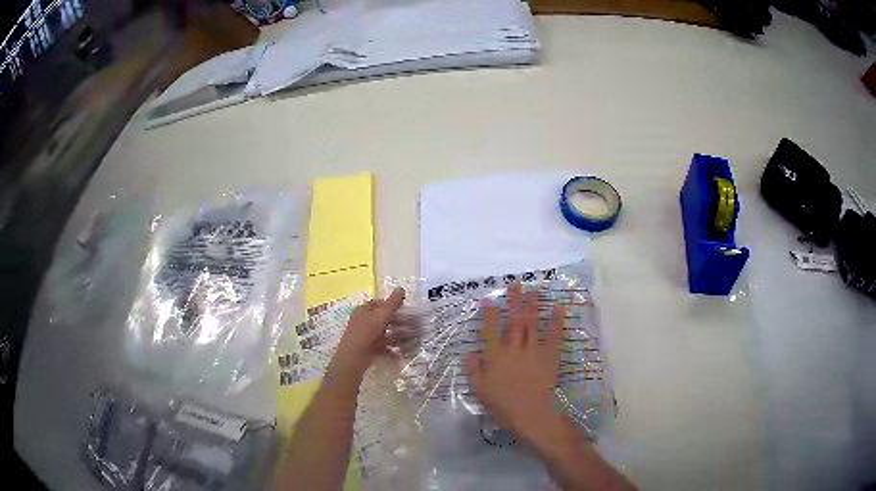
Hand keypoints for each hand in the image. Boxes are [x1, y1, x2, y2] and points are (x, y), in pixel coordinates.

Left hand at [331, 288, 404, 375]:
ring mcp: (365, 335)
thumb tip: (401, 288)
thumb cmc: (366, 333)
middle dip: (397, 322)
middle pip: (382, 318)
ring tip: (410, 339)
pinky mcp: (367, 348)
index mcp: (363, 310)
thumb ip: (392, 303)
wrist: (353, 357)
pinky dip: (391, 348)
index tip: (405, 310)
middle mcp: (362, 321)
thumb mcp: (381, 315)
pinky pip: (382, 345)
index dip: (392, 305)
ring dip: (397, 335)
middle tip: (411, 325)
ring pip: (383, 333)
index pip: (378, 303)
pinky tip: (400, 353)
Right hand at [466, 283, 565, 441]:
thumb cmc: (503, 405)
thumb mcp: (480, 391)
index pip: (490, 330)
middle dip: (514, 301)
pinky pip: (554, 335)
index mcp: (495, 356)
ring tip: (533, 290)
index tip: (488, 300)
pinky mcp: (550, 356)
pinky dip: (556, 321)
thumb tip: (469, 352)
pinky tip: (557, 308)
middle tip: (515, 284)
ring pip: (532, 323)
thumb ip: (473, 370)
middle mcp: (514, 348)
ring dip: (532, 305)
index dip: (489, 314)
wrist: (532, 414)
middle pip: (514, 320)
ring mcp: (534, 350)